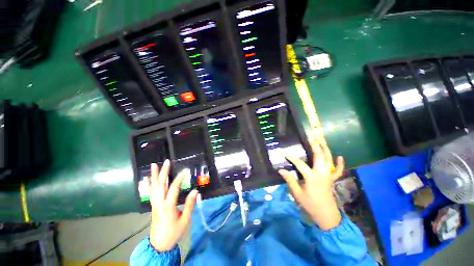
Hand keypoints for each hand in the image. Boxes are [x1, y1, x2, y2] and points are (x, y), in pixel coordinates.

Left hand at [147, 159, 197, 251]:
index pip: (173, 189)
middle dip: (163, 172)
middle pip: (160, 186)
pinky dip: (148, 185)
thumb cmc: (173, 232)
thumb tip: (195, 191)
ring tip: (154, 165)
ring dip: (154, 176)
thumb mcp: (185, 221)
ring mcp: (154, 204)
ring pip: (153, 188)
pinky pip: (150, 193)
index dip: (179, 179)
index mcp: (168, 207)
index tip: (185, 171)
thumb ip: (189, 205)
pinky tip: (146, 178)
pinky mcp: (153, 206)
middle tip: (167, 162)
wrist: (159, 244)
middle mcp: (159, 204)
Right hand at [279, 139, 344, 229]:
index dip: (293, 158)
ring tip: (322, 140)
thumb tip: (281, 170)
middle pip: (319, 157)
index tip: (286, 154)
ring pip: (329, 160)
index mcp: (312, 177)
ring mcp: (328, 176)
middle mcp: (321, 174)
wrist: (327, 216)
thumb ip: (290, 180)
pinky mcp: (332, 180)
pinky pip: (337, 170)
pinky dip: (339, 164)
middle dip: (315, 145)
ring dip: (326, 149)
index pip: (300, 164)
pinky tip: (340, 157)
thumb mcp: (297, 193)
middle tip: (312, 137)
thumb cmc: (310, 204)